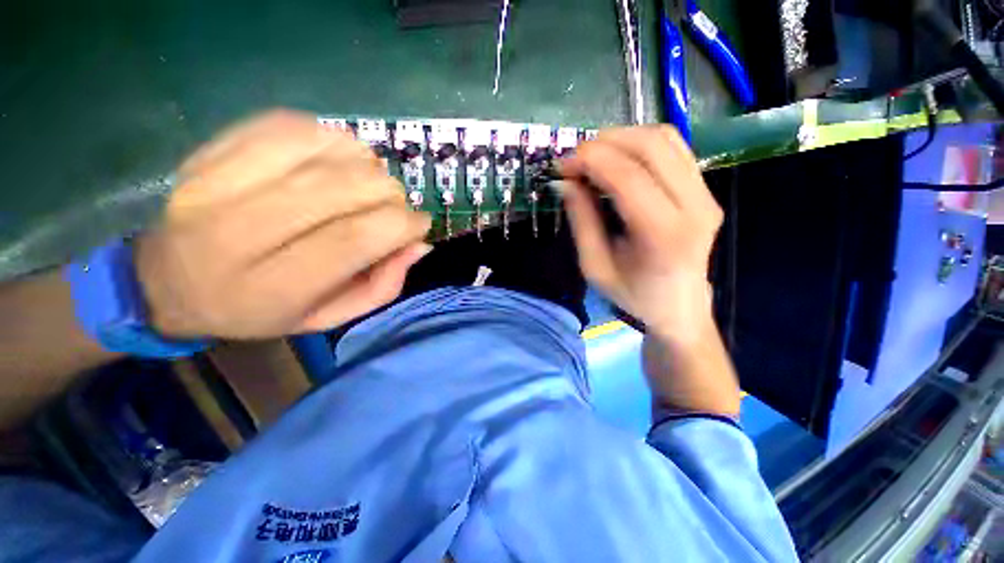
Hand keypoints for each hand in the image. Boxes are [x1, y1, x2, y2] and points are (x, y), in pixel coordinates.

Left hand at [135, 110, 430, 338]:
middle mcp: (236, 233)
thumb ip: (382, 286)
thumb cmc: (259, 310)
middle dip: (388, 193)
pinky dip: (330, 138)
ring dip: (364, 164)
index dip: (402, 224)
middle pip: (342, 187)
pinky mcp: (209, 150)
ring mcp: (214, 182)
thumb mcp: (329, 317)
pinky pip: (290, 125)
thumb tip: (418, 245)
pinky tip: (335, 160)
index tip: (420, 223)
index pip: (354, 238)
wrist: (168, 284)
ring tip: (365, 184)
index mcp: (271, 286)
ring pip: (321, 150)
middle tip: (393, 206)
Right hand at [562, 126, 739, 416]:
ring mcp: (706, 194)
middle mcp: (694, 207)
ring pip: (665, 139)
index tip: (562, 164)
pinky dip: (639, 144)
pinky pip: (674, 148)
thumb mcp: (594, 266)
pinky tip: (618, 160)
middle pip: (651, 146)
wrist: (678, 307)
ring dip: (622, 138)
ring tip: (593, 157)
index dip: (590, 160)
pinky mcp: (705, 190)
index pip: (627, 176)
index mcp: (663, 235)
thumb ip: (581, 221)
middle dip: (604, 142)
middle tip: (574, 159)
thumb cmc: (632, 295)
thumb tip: (566, 181)